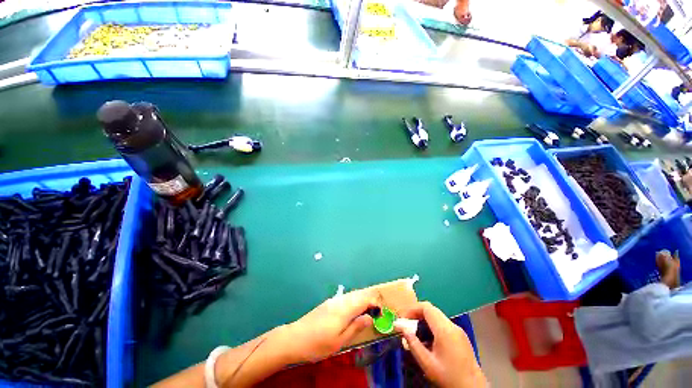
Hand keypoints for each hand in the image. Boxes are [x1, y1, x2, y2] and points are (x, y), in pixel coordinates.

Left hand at [284, 289, 376, 362]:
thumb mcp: (340, 341)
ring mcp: (333, 300)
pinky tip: (352, 312)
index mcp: (344, 309)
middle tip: (375, 313)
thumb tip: (369, 317)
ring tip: (366, 313)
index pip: (364, 298)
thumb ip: (356, 327)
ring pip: (351, 295)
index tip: (380, 313)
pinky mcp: (328, 303)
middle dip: (369, 300)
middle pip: (358, 294)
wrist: (295, 338)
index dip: (374, 303)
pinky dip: (353, 302)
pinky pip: (345, 298)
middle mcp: (340, 300)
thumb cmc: (318, 344)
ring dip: (361, 301)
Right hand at [396, 302, 486, 387]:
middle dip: (417, 315)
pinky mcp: (461, 337)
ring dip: (425, 321)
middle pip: (432, 310)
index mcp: (444, 329)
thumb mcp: (427, 363)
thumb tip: (401, 327)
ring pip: (437, 317)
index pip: (426, 307)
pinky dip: (433, 327)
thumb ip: (413, 343)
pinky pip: (444, 325)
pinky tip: (430, 342)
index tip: (403, 318)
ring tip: (417, 335)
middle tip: (408, 326)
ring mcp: (458, 331)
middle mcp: (452, 326)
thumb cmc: (449, 376)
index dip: (413, 309)